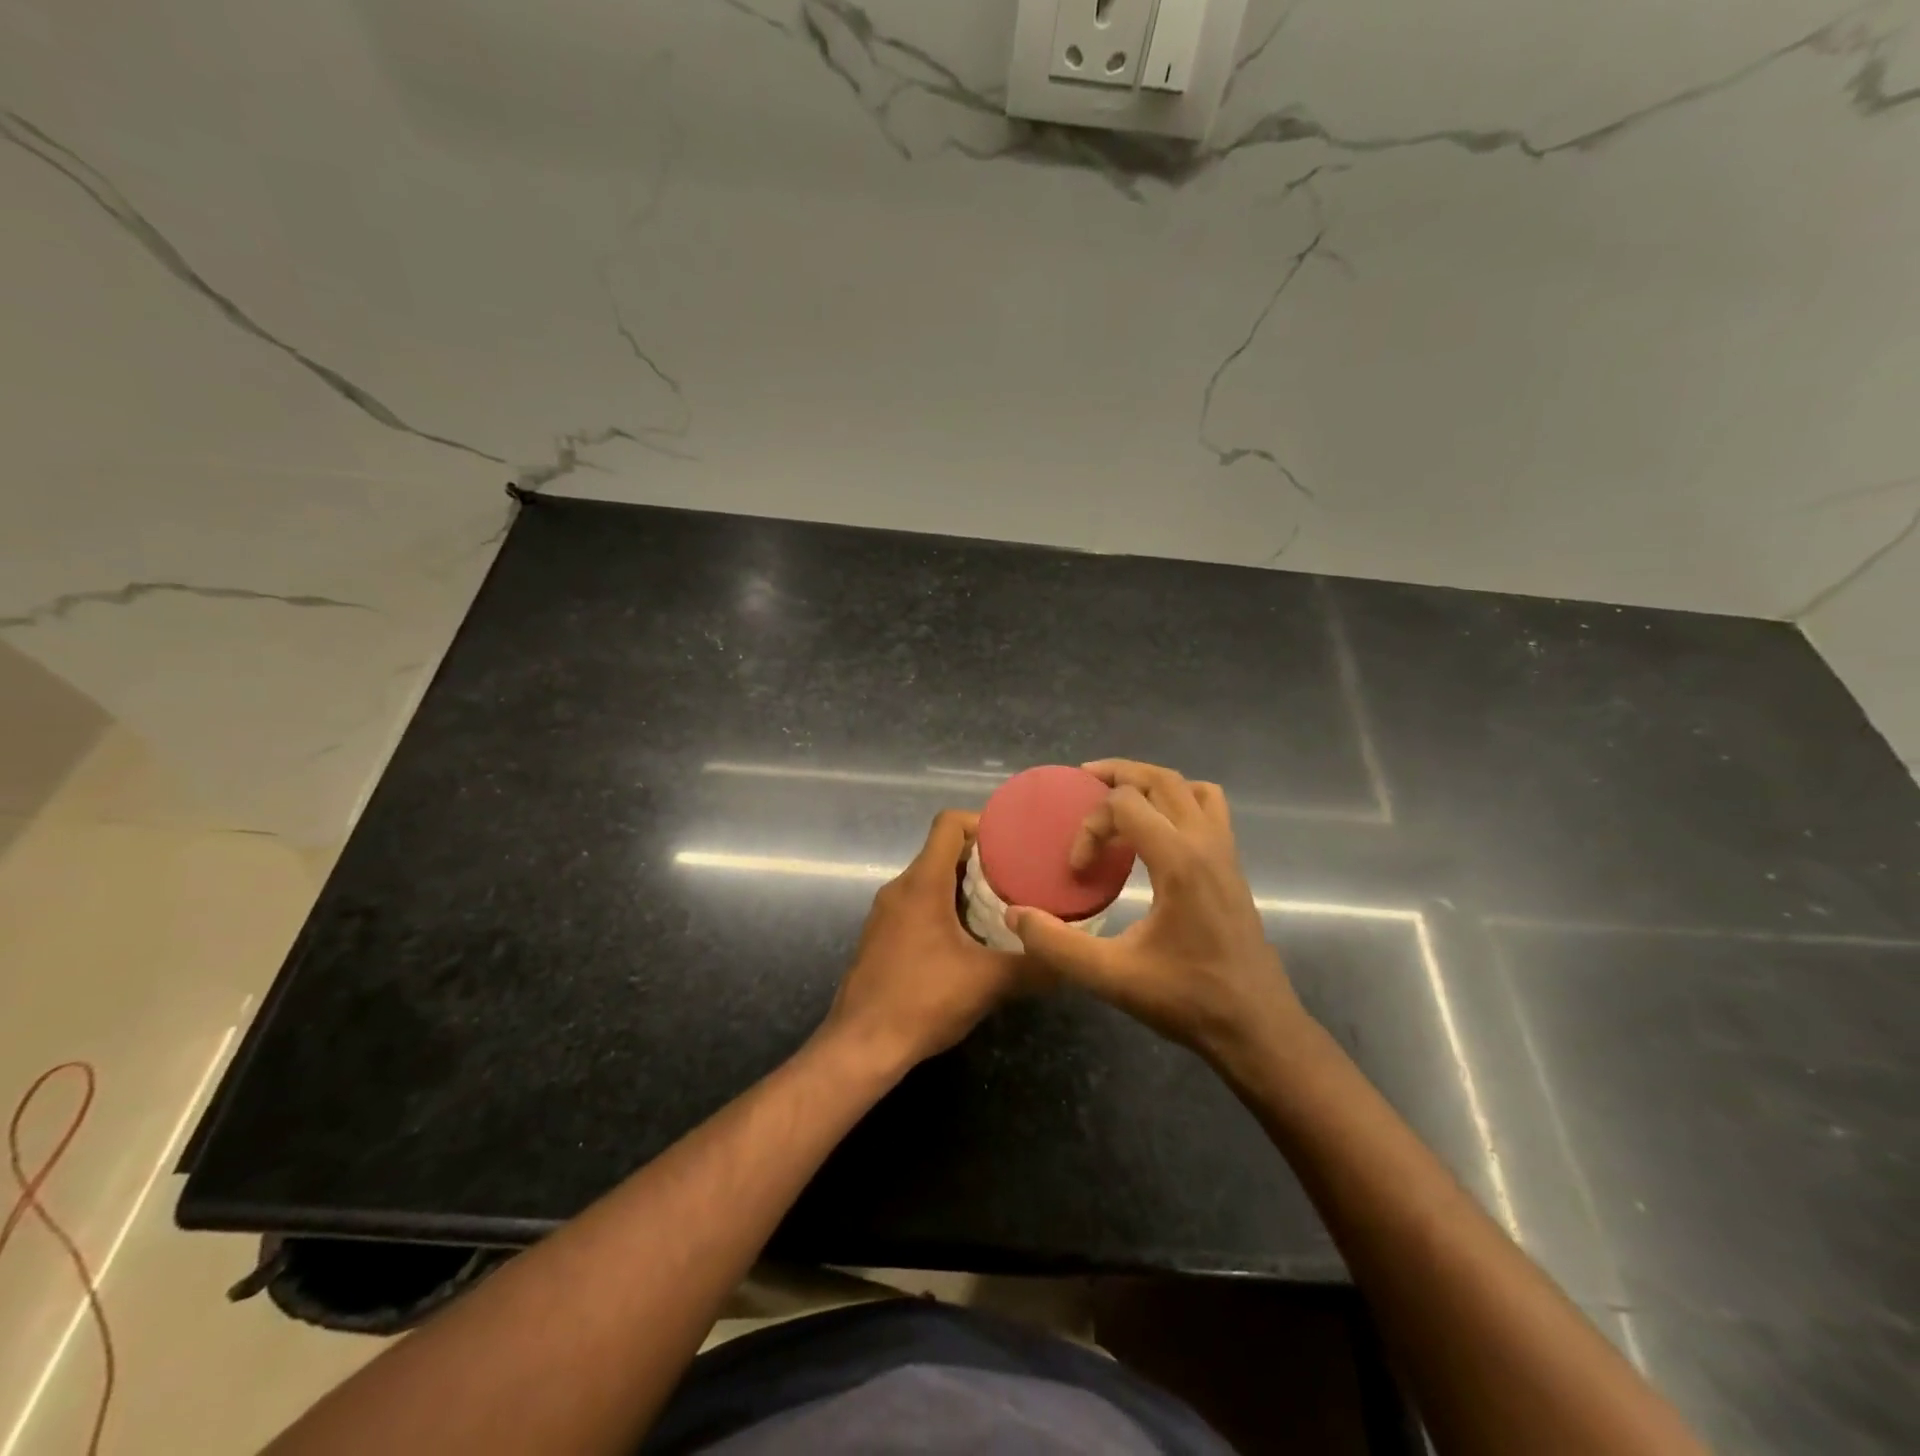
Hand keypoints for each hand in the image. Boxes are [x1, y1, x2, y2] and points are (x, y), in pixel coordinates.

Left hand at [823, 810, 1032, 1070]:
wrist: (861, 1045)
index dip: (982, 822)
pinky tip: (970, 940)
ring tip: (1002, 907)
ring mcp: (886, 912)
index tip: (1014, 842)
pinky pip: (917, 904)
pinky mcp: (881, 936)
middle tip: (1020, 877)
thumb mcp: (988, 982)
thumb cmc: (923, 1001)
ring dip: (964, 886)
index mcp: (922, 883)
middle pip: (942, 851)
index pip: (949, 824)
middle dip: (982, 859)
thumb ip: (1034, 966)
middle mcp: (900, 888)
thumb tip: (1071, 960)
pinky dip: (945, 908)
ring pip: (930, 880)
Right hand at [1005, 759, 1309, 1072]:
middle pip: (1161, 779)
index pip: (1126, 804)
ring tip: (1119, 798)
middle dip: (1118, 774)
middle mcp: (1207, 843)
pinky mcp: (1233, 866)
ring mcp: (1226, 852)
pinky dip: (1179, 801)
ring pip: (1190, 787)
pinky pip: (1209, 809)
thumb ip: (1057, 944)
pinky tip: (1157, 832)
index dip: (1091, 826)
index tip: (1077, 868)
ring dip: (1152, 783)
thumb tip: (1015, 913)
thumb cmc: (1187, 999)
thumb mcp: (1112, 977)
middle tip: (1082, 781)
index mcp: (1180, 861)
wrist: (1257, 1027)